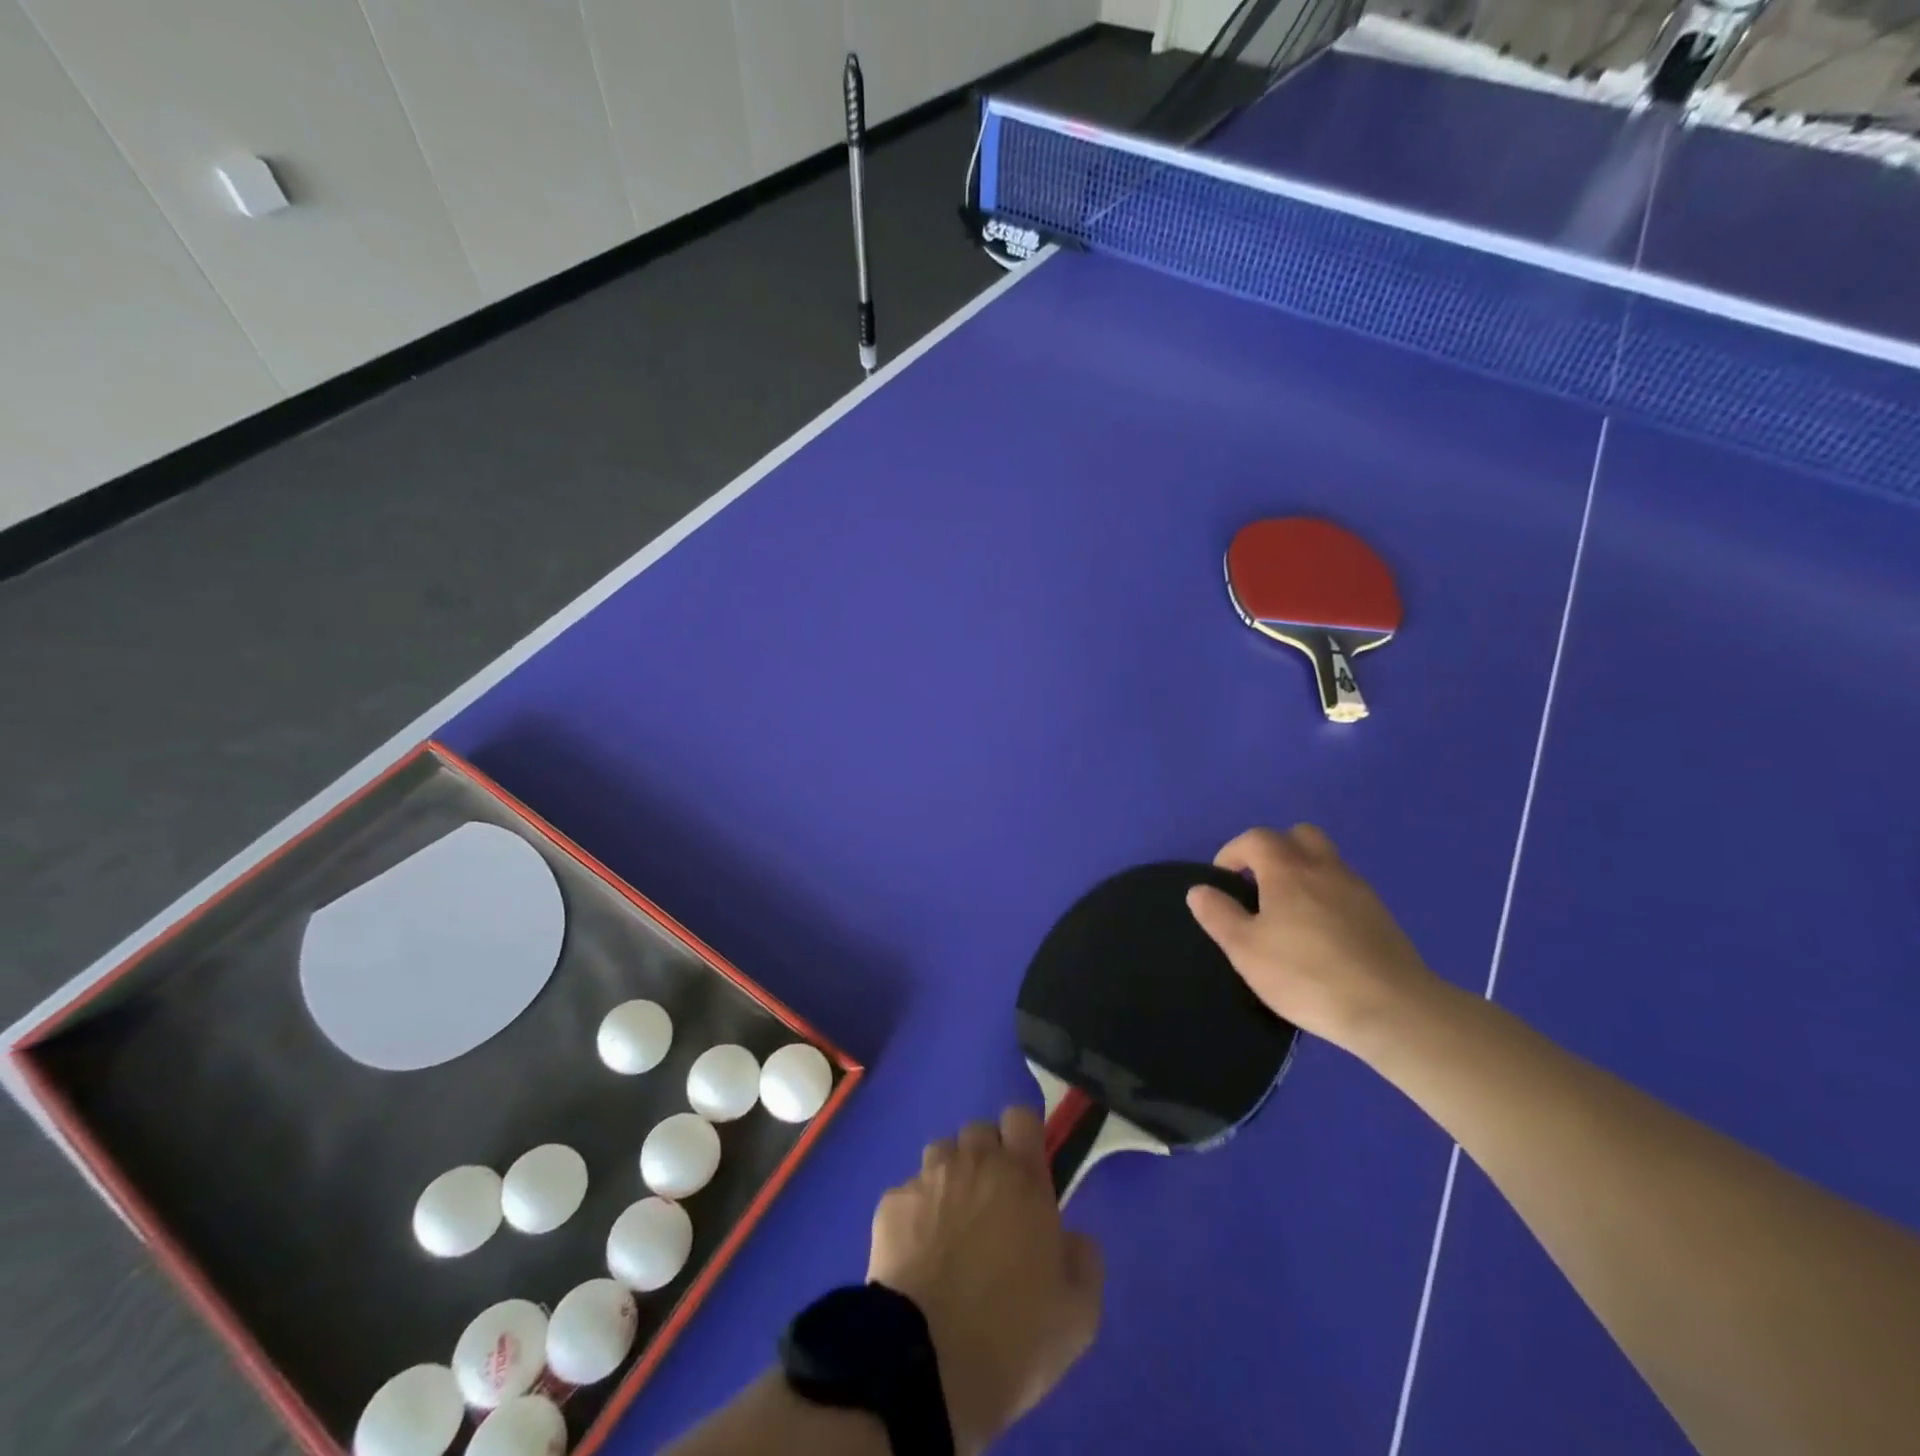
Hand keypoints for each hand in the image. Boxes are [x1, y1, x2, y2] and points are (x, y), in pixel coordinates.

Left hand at [868, 1108, 1102, 1454]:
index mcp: (1021, 1177)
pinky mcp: (891, 1204)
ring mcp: (927, 1179)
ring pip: (941, 1154)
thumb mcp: (1079, 1314)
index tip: (1028, 1171)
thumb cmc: (1013, 1337)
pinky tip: (918, 1254)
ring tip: (951, 1226)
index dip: (1025, 1138)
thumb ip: (1084, 1259)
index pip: (1022, 1117)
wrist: (926, 1367)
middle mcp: (974, 1163)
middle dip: (987, 1158)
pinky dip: (915, 1213)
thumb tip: (1071, 1237)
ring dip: (950, 1178)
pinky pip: (908, 1192)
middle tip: (992, 1207)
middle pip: (979, 1131)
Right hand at [1186, 825, 1442, 1055]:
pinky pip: (1346, 888)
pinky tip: (1321, 935)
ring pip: (1326, 860)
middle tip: (1260, 885)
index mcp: (1287, 870)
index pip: (1255, 838)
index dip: (1233, 853)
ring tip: (1289, 912)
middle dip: (1274, 850)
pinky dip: (1327, 896)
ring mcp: (1358, 890)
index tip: (1224, 882)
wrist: (1392, 1009)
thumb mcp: (1246, 950)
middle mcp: (1324, 868)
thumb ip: (1219, 915)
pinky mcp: (1381, 915)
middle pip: (1299, 835)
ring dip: (1303, 871)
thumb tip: (1199, 889)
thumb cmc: (1306, 975)